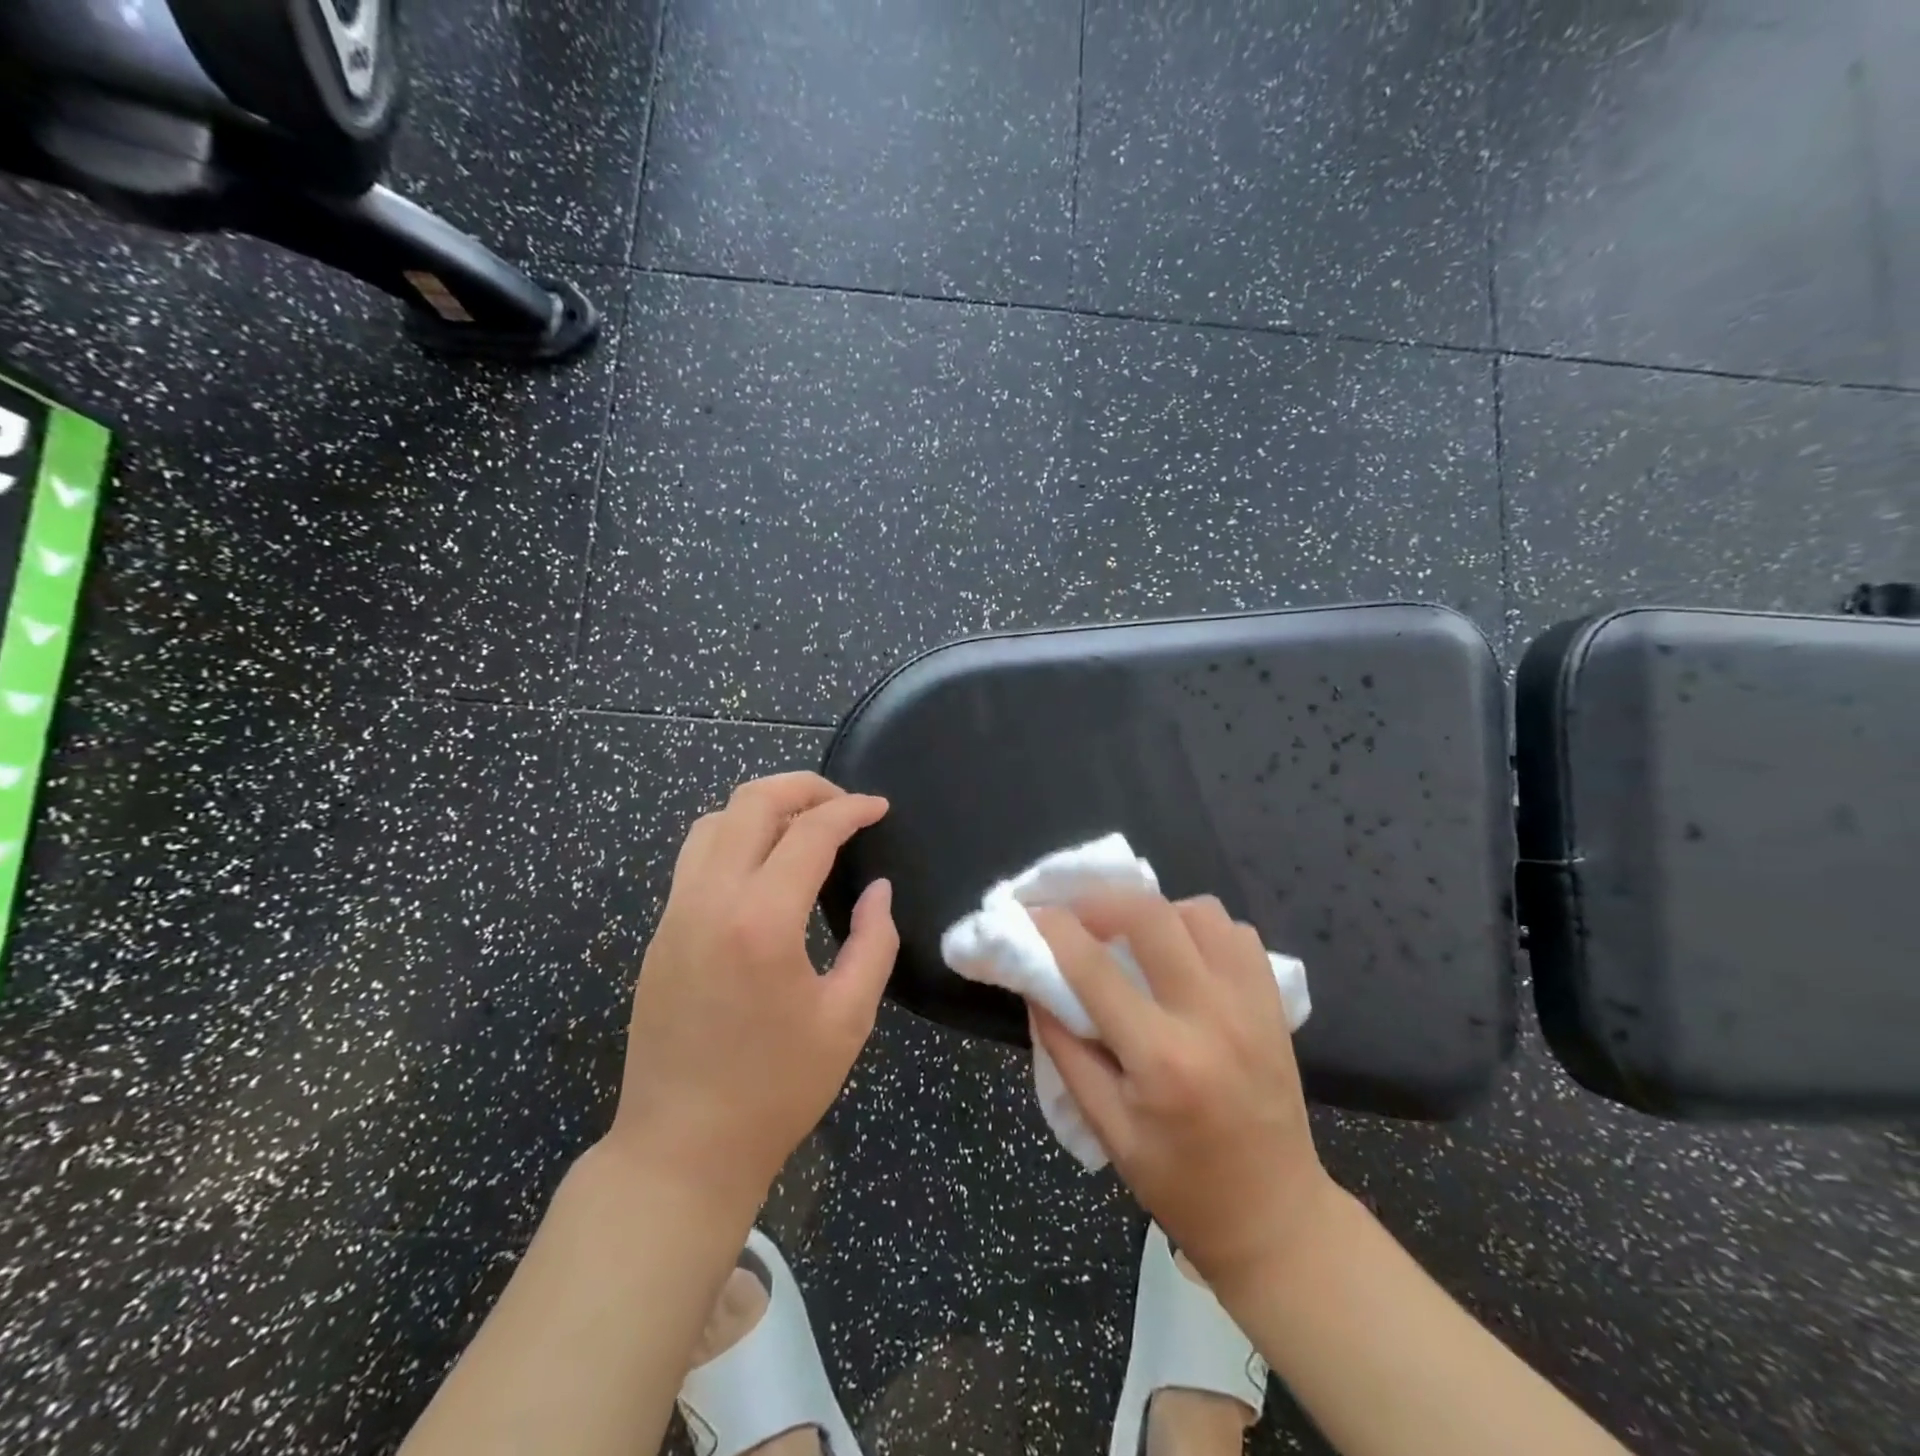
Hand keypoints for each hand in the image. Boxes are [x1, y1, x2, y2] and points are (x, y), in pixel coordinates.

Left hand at [606, 773, 897, 1218]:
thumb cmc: (776, 1090)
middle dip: (804, 787)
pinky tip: (764, 866)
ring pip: (714, 821)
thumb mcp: (848, 1020)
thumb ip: (873, 943)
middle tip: (844, 804)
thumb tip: (878, 890)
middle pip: (751, 803)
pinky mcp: (660, 932)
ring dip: (763, 807)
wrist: (680, 1149)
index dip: (850, 809)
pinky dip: (734, 836)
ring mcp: (676, 913)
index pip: (810, 832)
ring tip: (804, 825)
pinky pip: (696, 857)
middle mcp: (710, 900)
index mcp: (762, 921)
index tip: (879, 807)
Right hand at [1029, 893, 1334, 1295]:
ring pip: (1198, 911)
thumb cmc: (1181, 1184)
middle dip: (1100, 900)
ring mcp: (1251, 1004)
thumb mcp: (1106, 1130)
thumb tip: (1035, 985)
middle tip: (1074, 914)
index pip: (1093, 968)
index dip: (1052, 929)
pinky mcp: (1274, 1002)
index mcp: (1161, 1059)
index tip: (1027, 912)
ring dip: (1154, 912)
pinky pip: (1235, 932)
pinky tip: (1180, 953)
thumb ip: (1066, 1050)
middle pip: (1151, 915)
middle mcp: (1211, 1017)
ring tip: (1130, 937)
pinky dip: (1200, 927)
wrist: (1275, 1217)